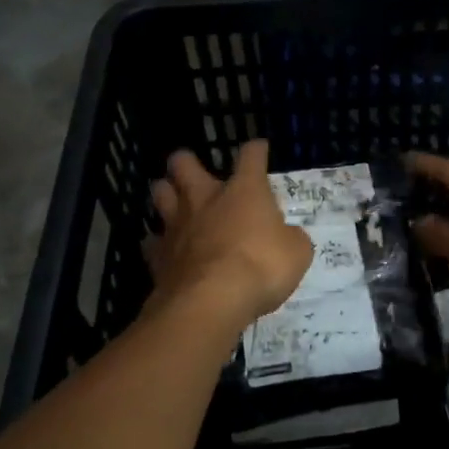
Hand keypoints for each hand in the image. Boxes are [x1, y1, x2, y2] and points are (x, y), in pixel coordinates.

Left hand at [146, 140, 311, 330]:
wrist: (212, 300)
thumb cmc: (262, 267)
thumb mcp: (297, 253)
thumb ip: (291, 239)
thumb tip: (288, 238)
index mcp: (244, 191)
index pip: (251, 157)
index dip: (256, 150)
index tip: (259, 149)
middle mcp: (206, 199)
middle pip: (184, 163)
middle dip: (186, 162)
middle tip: (193, 171)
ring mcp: (177, 225)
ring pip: (160, 193)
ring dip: (166, 193)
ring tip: (173, 201)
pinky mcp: (158, 255)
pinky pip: (151, 241)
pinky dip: (157, 242)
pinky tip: (164, 248)